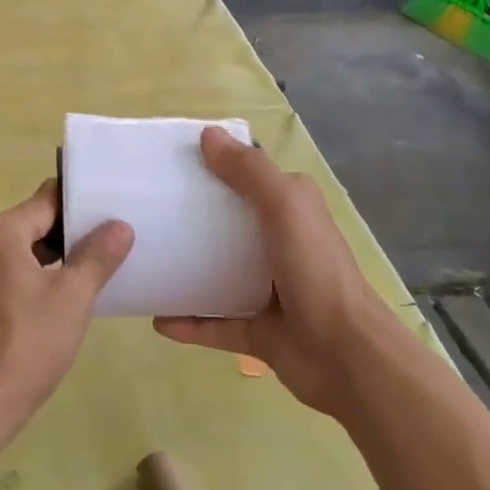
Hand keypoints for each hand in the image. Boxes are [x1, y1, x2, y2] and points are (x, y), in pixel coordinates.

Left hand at [0, 180, 133, 450]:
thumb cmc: (24, 345)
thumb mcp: (71, 298)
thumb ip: (96, 256)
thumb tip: (120, 225)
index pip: (46, 200)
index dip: (79, 205)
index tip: (110, 213)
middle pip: (28, 225)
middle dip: (66, 236)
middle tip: (106, 248)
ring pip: (13, 254)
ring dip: (46, 262)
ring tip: (85, 276)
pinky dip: (24, 282)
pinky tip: (50, 304)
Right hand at [154, 128, 390, 417]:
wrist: (345, 355)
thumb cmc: (315, 270)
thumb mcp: (285, 207)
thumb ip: (249, 171)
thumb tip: (208, 134)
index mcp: (291, 211)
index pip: (249, 179)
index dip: (214, 168)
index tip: (168, 164)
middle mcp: (280, 245)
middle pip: (226, 227)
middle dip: (189, 220)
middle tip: (144, 213)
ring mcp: (267, 291)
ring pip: (217, 275)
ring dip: (185, 271)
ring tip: (144, 264)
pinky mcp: (257, 330)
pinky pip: (214, 323)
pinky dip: (188, 322)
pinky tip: (156, 320)